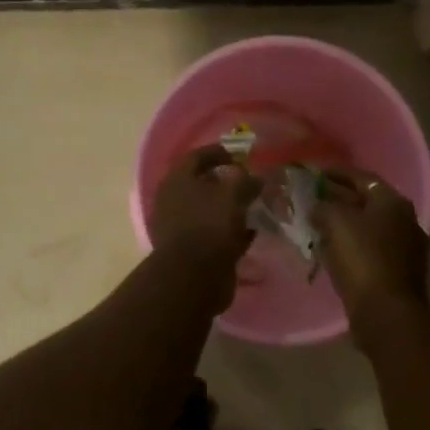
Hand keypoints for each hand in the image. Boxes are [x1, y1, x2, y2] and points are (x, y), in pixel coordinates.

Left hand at [148, 146, 260, 309]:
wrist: (193, 277)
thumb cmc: (209, 225)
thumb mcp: (233, 195)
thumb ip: (245, 181)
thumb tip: (256, 178)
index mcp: (177, 181)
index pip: (196, 157)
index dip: (218, 152)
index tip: (239, 156)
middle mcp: (173, 201)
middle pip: (200, 185)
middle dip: (225, 183)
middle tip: (247, 182)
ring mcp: (180, 228)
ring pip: (208, 211)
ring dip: (229, 209)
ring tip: (253, 207)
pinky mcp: (191, 252)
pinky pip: (213, 235)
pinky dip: (230, 232)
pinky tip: (250, 232)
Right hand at [312, 167, 429, 320]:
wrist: (386, 312)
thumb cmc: (362, 258)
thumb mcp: (335, 222)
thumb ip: (323, 206)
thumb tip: (317, 206)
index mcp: (393, 202)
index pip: (362, 177)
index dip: (335, 172)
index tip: (313, 173)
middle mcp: (405, 220)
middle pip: (366, 202)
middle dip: (338, 199)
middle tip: (311, 198)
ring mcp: (405, 249)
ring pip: (367, 228)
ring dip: (343, 224)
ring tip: (315, 224)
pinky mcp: (398, 273)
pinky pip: (369, 250)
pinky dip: (350, 246)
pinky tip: (330, 250)